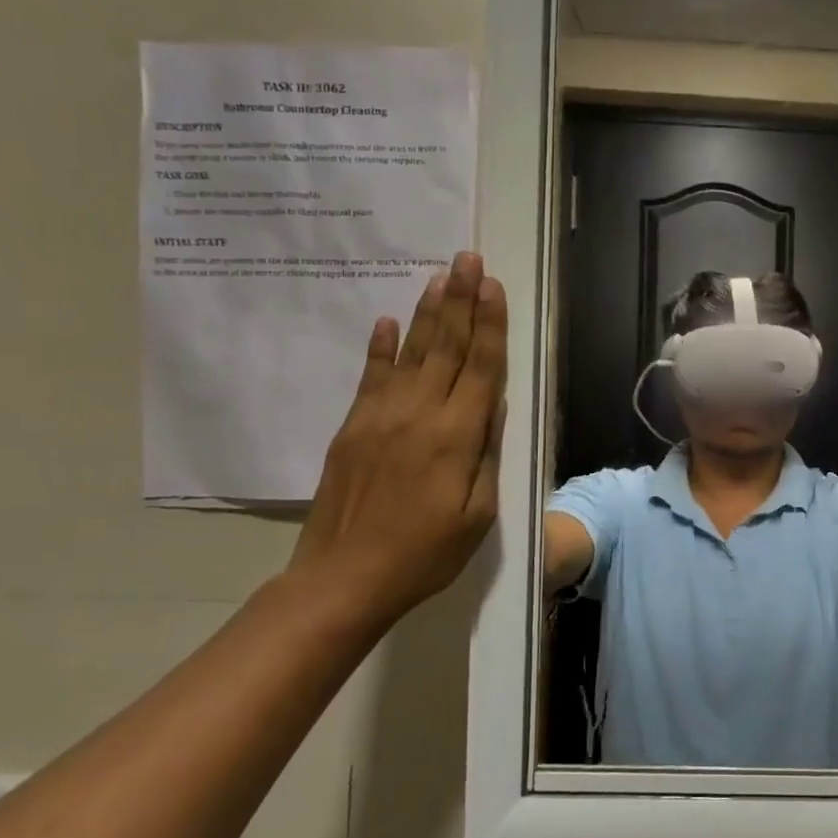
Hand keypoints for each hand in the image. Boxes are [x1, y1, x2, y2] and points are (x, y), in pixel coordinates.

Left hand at [290, 251, 506, 626]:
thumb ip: (486, 454)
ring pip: (411, 352)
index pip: (480, 366)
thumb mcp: (478, 514)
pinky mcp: (352, 427)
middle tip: (468, 259)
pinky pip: (370, 377)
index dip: (489, 324)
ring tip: (439, 276)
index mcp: (457, 436)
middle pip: (446, 346)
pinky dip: (380, 347)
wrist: (344, 578)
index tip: (492, 286)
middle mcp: (420, 414)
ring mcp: (380, 416)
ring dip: (428, 312)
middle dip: (460, 300)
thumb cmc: (425, 553)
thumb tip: (492, 404)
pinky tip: (386, 321)